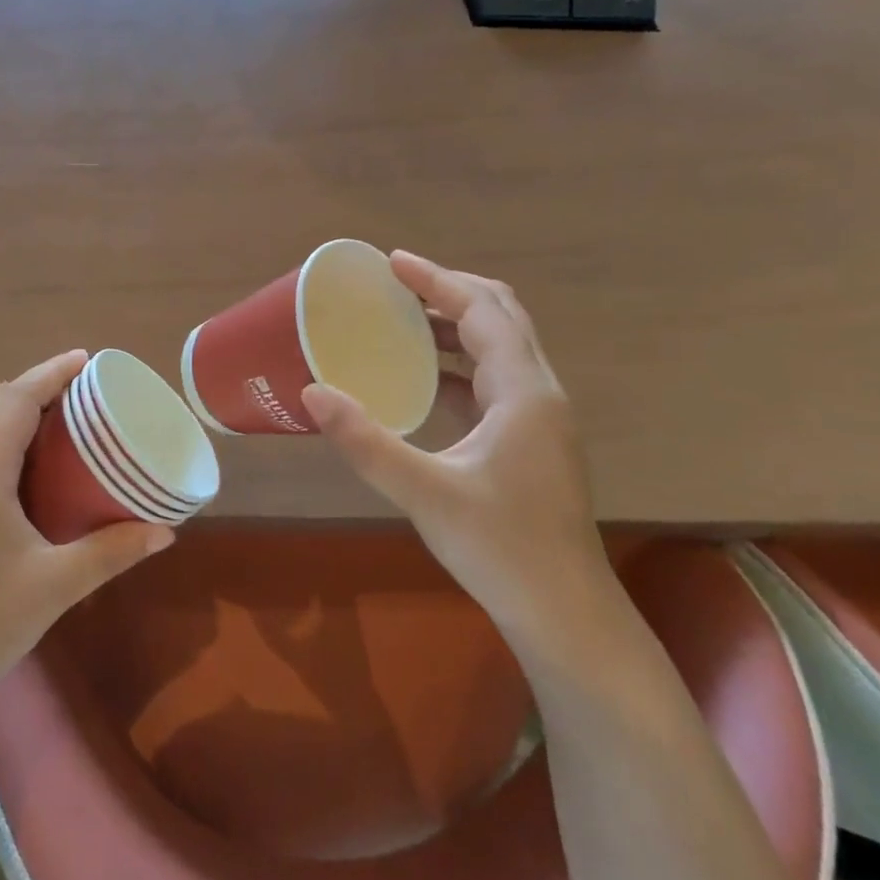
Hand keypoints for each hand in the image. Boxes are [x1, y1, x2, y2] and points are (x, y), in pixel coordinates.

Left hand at [0, 350, 173, 722]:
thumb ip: (111, 551)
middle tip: (83, 392)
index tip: (87, 359)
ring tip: (58, 422)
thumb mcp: (53, 586)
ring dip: (14, 414)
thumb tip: (164, 532)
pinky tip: (21, 470)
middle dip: (36, 388)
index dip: (52, 372)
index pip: (17, 398)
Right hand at [301, 252, 611, 642]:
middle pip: (501, 316)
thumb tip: (313, 391)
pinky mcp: (531, 442)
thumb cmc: (501, 548)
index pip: (483, 311)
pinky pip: (495, 380)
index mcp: (524, 392)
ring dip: (456, 325)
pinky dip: (460, 362)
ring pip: (501, 347)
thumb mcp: (424, 492)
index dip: (437, 280)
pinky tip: (423, 378)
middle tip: (396, 283)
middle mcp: (539, 393)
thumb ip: (365, 440)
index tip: (391, 263)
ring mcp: (540, 419)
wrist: (566, 616)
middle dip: (449, 291)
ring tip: (403, 319)